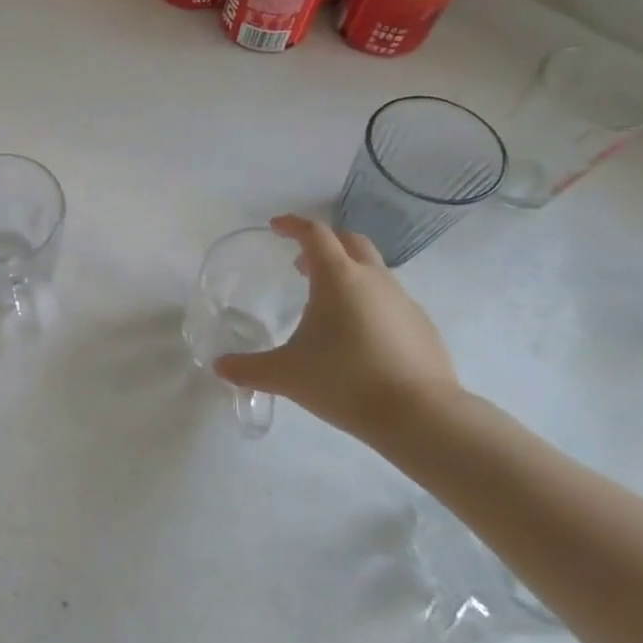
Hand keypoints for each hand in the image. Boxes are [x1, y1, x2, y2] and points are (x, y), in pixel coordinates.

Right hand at [215, 215, 464, 443]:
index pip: (315, 233)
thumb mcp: (286, 375)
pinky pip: (391, 300)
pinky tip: (358, 336)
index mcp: (338, 278)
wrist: (422, 417)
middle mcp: (373, 279)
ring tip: (327, 304)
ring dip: (348, 274)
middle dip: (324, 243)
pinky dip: (369, 302)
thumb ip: (249, 368)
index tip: (276, 227)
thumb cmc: (345, 382)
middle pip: (350, 241)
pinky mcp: (422, 326)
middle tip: (300, 263)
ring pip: (374, 270)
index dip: (293, 225)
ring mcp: (404, 301)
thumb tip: (220, 367)